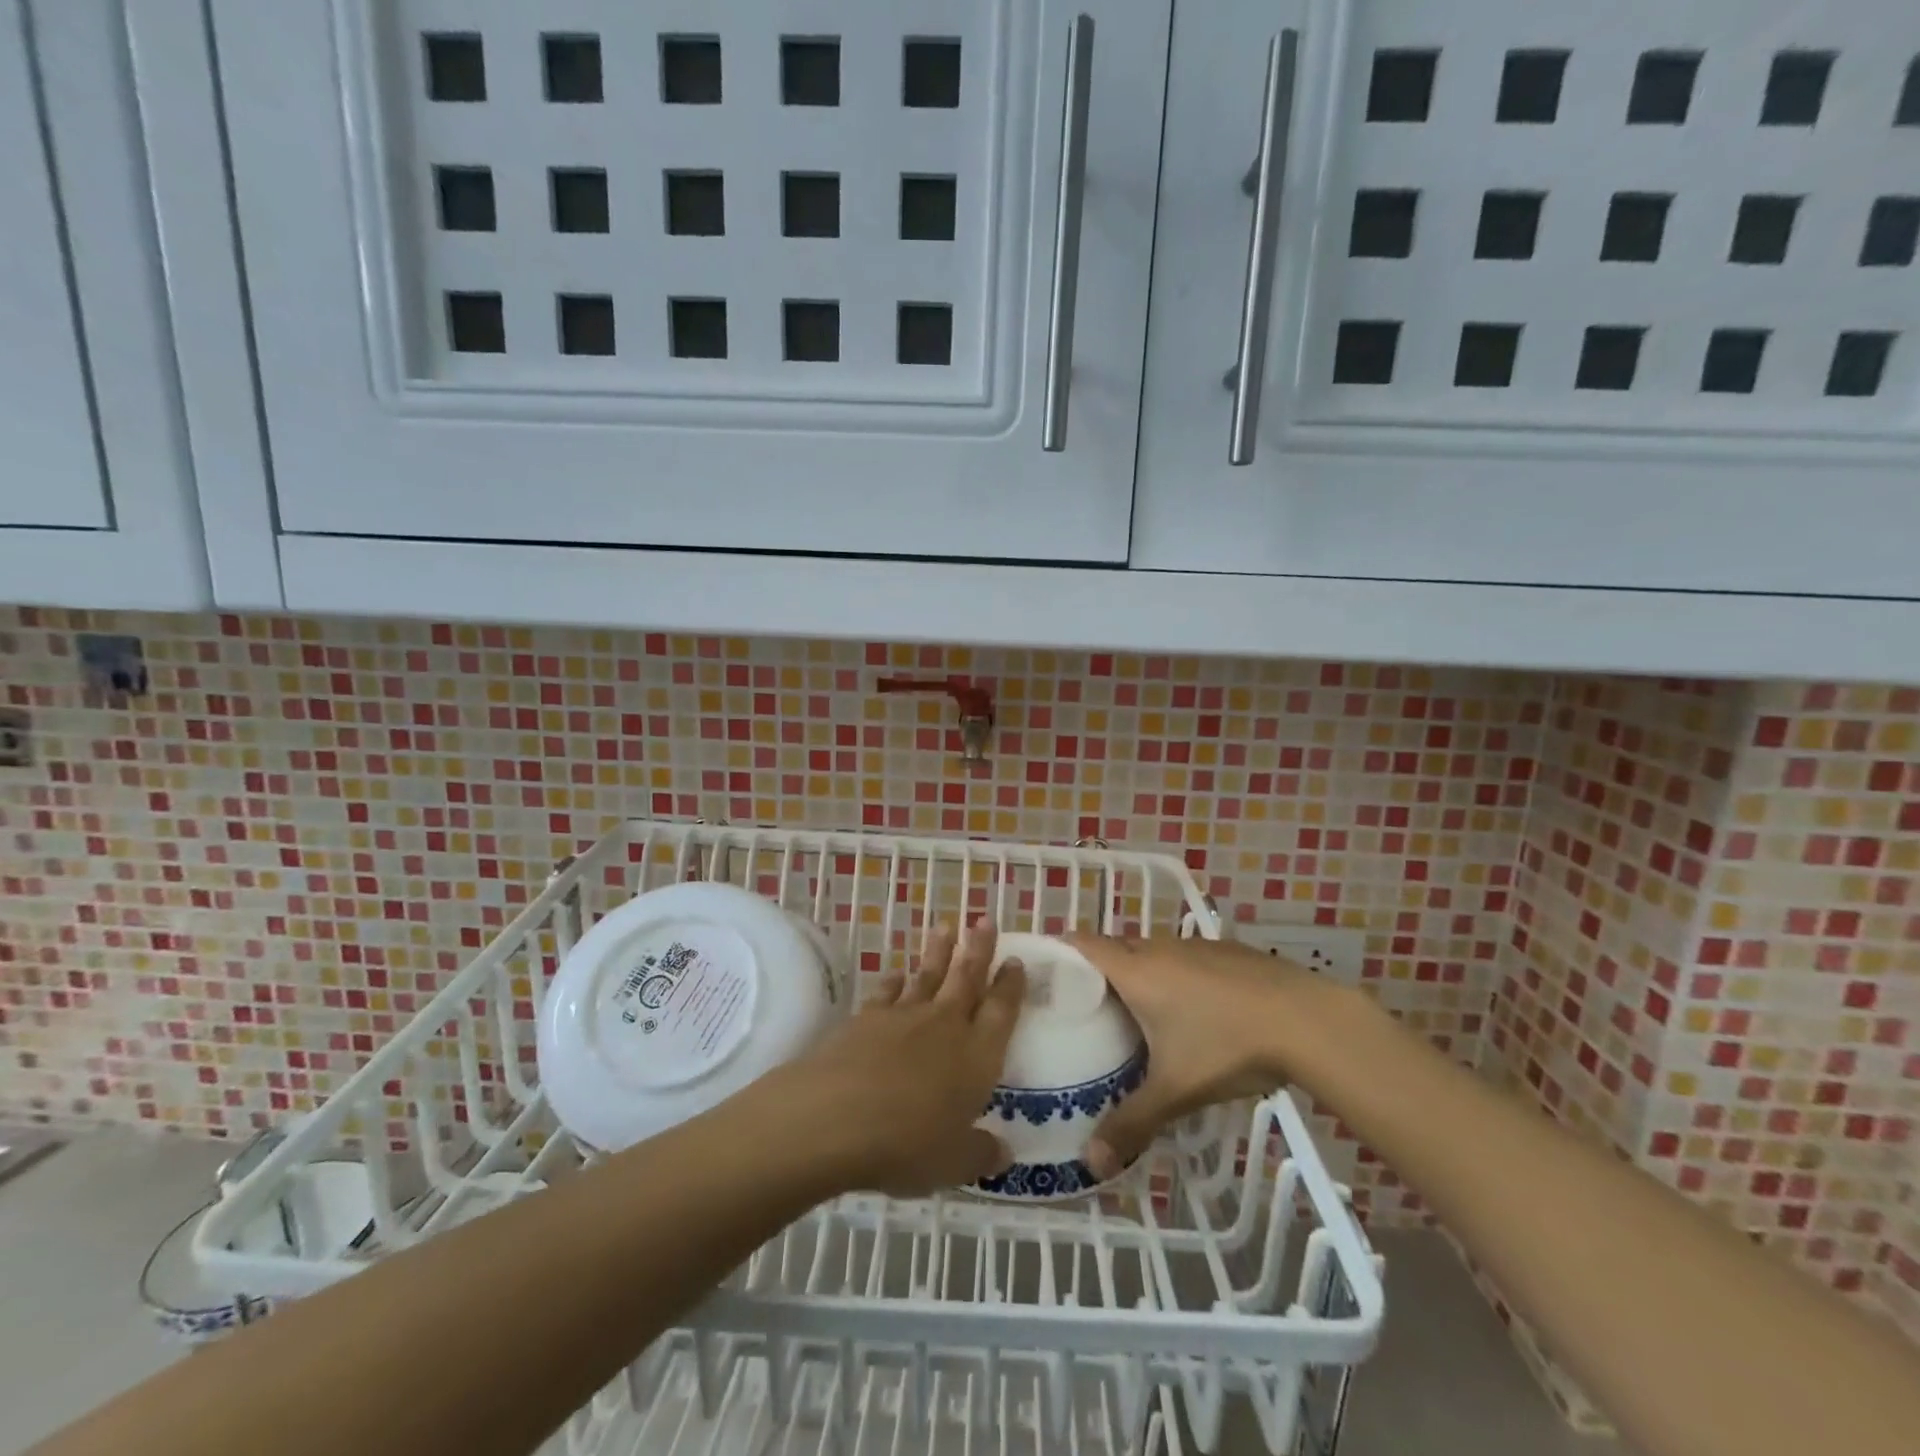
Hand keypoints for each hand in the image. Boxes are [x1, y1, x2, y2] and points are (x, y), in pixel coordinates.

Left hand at [776, 919, 1024, 1196]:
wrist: (836, 1116)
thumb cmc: (907, 1144)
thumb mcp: (954, 1163)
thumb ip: (980, 1153)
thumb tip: (1003, 1154)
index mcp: (977, 1055)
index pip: (1002, 1011)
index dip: (1011, 985)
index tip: (1015, 960)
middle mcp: (945, 1025)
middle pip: (967, 978)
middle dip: (979, 949)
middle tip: (985, 921)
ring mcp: (904, 1016)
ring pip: (928, 975)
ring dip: (939, 952)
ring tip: (946, 927)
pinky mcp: (866, 1017)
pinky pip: (887, 992)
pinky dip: (894, 981)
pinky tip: (897, 974)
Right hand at [1065, 934, 1327, 1178]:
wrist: (1308, 1020)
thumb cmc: (1228, 1046)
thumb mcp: (1176, 1091)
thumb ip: (1131, 1123)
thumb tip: (1090, 1164)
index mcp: (1136, 971)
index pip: (1083, 943)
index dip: (1059, 950)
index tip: (1043, 971)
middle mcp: (1159, 947)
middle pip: (1115, 947)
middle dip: (1096, 968)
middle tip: (1084, 1006)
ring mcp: (1196, 945)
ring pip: (1151, 950)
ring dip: (1137, 971)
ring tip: (1133, 1010)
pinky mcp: (1227, 951)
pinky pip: (1183, 956)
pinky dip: (1173, 974)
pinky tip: (1191, 1009)